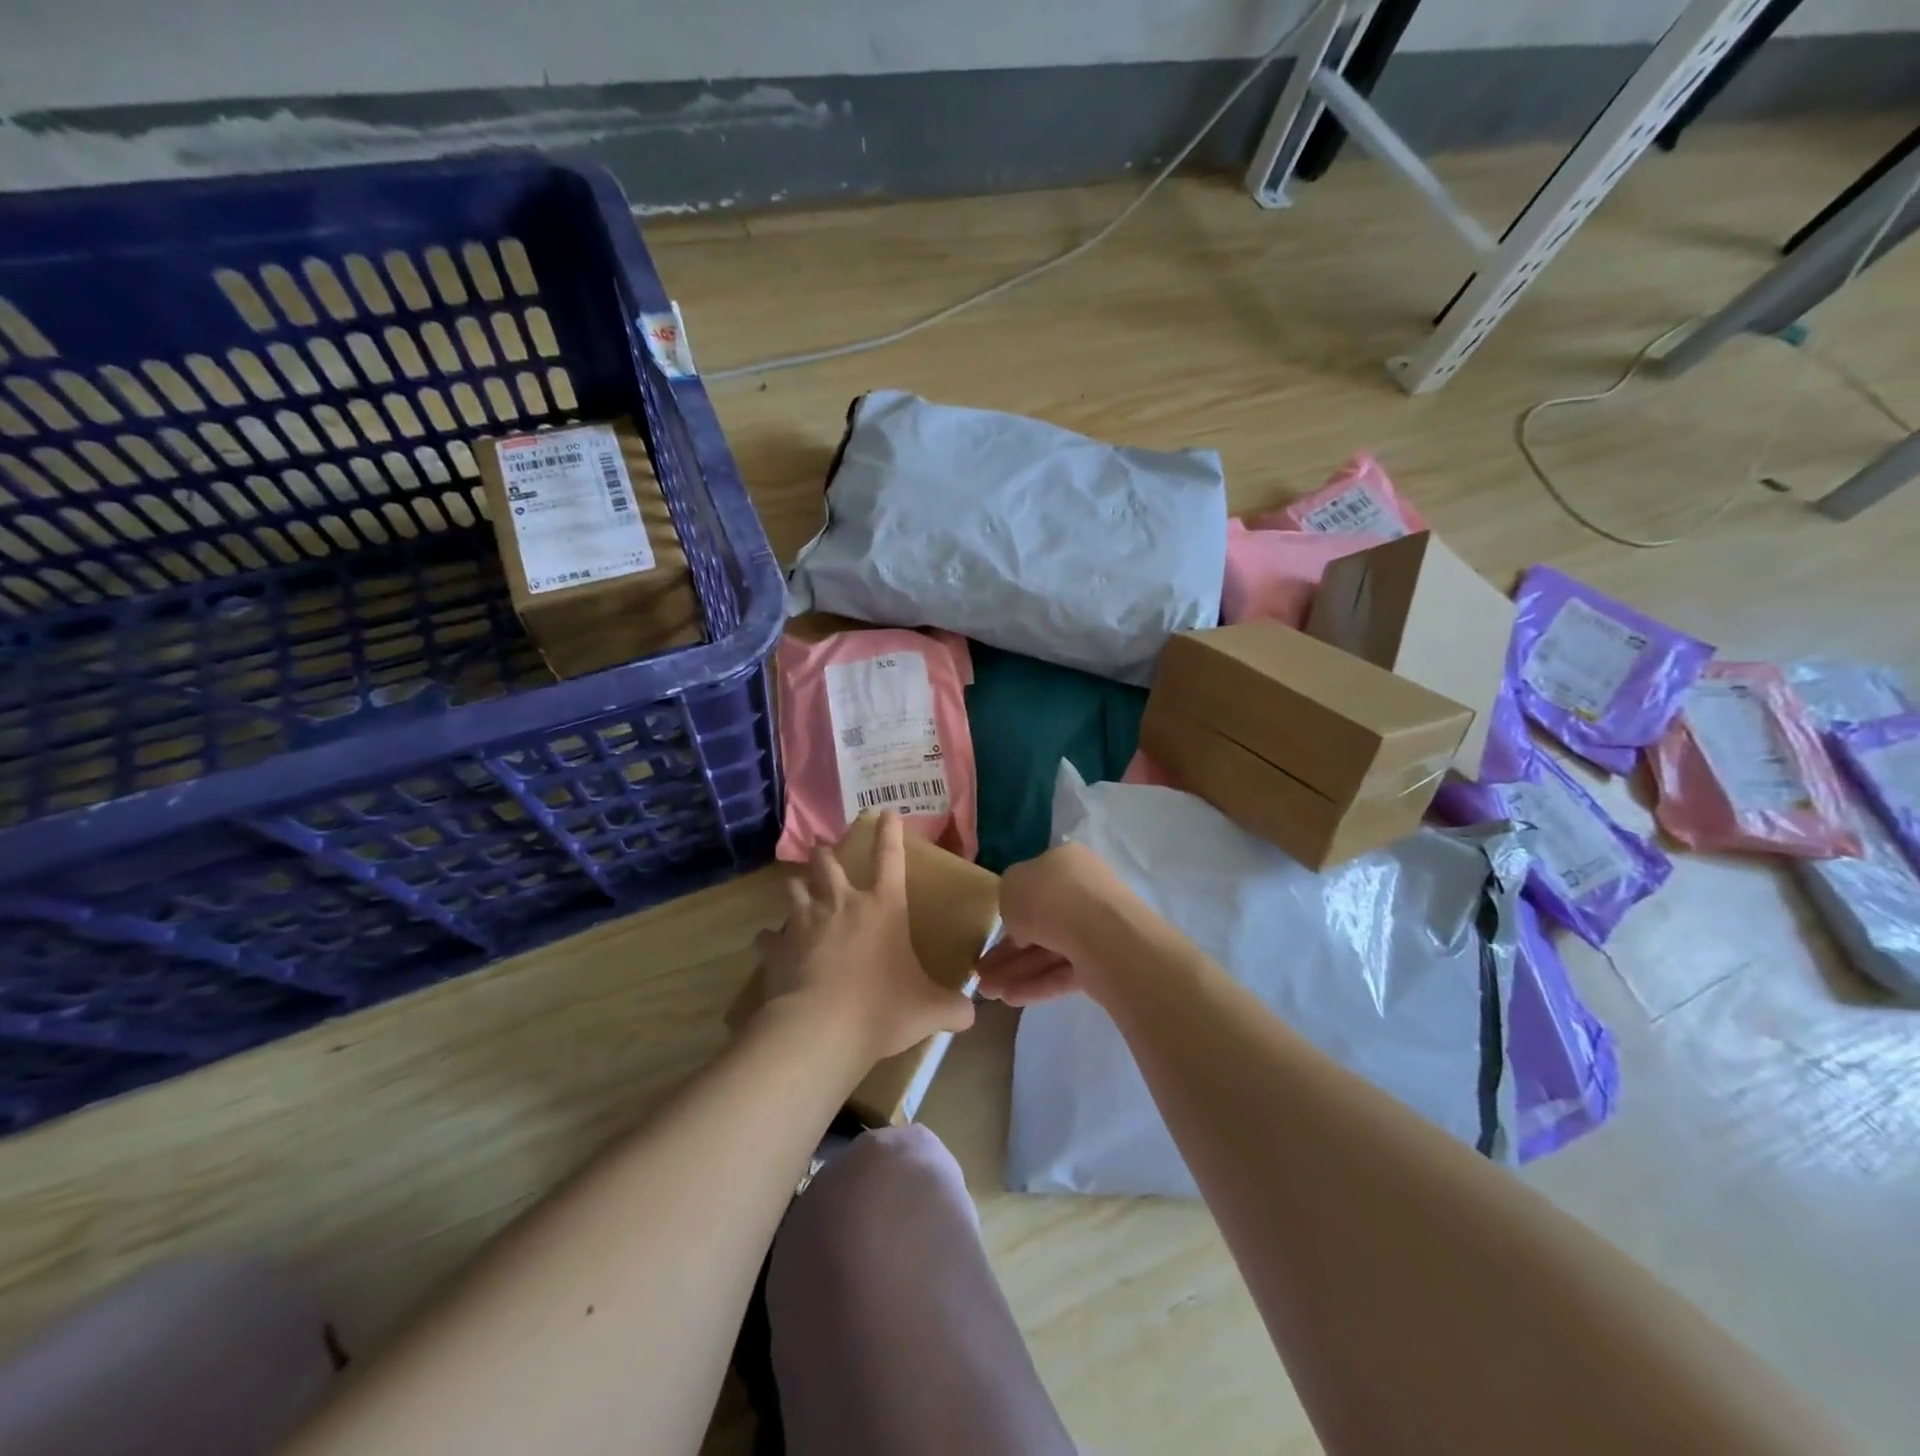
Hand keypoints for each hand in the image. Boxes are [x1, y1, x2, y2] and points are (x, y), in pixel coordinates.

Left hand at [755, 812, 974, 1063]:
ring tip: (796, 888)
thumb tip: (970, 1014)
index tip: (886, 813)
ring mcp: (805, 922)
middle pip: (828, 864)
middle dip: (826, 854)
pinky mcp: (777, 947)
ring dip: (796, 887)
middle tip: (823, 851)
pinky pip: (769, 936)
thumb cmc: (881, 1008)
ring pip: (793, 888)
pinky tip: (770, 943)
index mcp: (883, 907)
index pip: (890, 858)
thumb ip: (953, 1008)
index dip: (890, 833)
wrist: (820, 1029)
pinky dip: (771, 938)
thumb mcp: (928, 1010)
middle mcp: (842, 904)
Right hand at [977, 842, 1139, 1007]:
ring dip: (1016, 971)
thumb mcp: (1010, 886)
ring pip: (1049, 950)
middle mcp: (1083, 890)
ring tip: (987, 993)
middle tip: (981, 972)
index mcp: (1065, 862)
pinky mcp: (1103, 962)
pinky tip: (1009, 999)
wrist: (1099, 932)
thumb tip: (1020, 922)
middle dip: (1008, 950)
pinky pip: (1063, 972)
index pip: (1034, 883)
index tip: (991, 931)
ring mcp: (1096, 928)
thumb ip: (1009, 900)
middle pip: (1040, 922)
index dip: (1010, 908)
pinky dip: (1037, 984)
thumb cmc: (1048, 898)